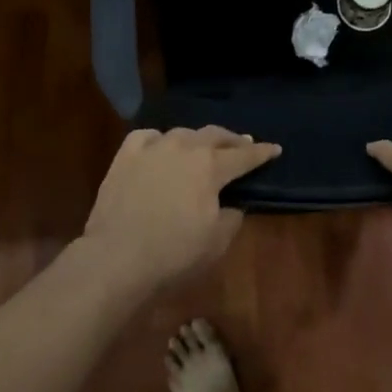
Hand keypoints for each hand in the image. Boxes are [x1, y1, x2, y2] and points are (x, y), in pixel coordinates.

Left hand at [81, 126, 280, 288]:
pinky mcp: (126, 156)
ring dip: (197, 139)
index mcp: (211, 166)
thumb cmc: (173, 254)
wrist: (116, 259)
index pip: (244, 156)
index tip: (275, 148)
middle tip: (242, 144)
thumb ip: (231, 217)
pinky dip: (159, 140)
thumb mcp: (217, 242)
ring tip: (202, 146)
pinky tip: (160, 147)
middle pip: (215, 135)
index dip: (262, 153)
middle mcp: (185, 147)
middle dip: (232, 140)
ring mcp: (153, 148)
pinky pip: (148, 137)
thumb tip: (231, 205)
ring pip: (183, 133)